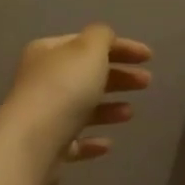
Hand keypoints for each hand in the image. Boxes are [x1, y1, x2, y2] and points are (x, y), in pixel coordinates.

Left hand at [0, 25, 151, 184]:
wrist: (34, 142)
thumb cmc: (64, 89)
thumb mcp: (88, 50)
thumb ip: (101, 37)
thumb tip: (104, 38)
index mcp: (48, 52)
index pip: (88, 43)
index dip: (121, 47)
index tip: (150, 57)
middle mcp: (42, 81)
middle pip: (86, 75)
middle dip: (119, 77)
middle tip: (146, 82)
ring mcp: (43, 115)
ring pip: (81, 108)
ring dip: (108, 108)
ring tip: (130, 113)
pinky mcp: (48, 147)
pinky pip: (75, 140)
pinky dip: (92, 140)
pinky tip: (108, 144)